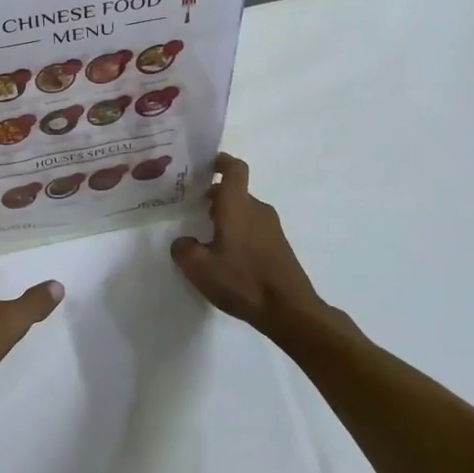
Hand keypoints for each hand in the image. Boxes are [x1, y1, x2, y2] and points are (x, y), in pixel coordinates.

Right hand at [171, 154, 323, 337]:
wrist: (290, 311)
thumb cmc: (243, 281)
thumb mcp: (199, 268)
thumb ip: (183, 249)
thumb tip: (183, 242)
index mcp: (237, 205)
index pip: (234, 168)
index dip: (221, 161)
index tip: (206, 165)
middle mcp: (257, 210)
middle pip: (236, 191)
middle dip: (215, 196)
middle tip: (193, 207)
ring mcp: (272, 228)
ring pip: (245, 211)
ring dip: (227, 216)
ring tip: (208, 237)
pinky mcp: (279, 246)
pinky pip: (255, 228)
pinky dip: (240, 233)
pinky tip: (229, 258)